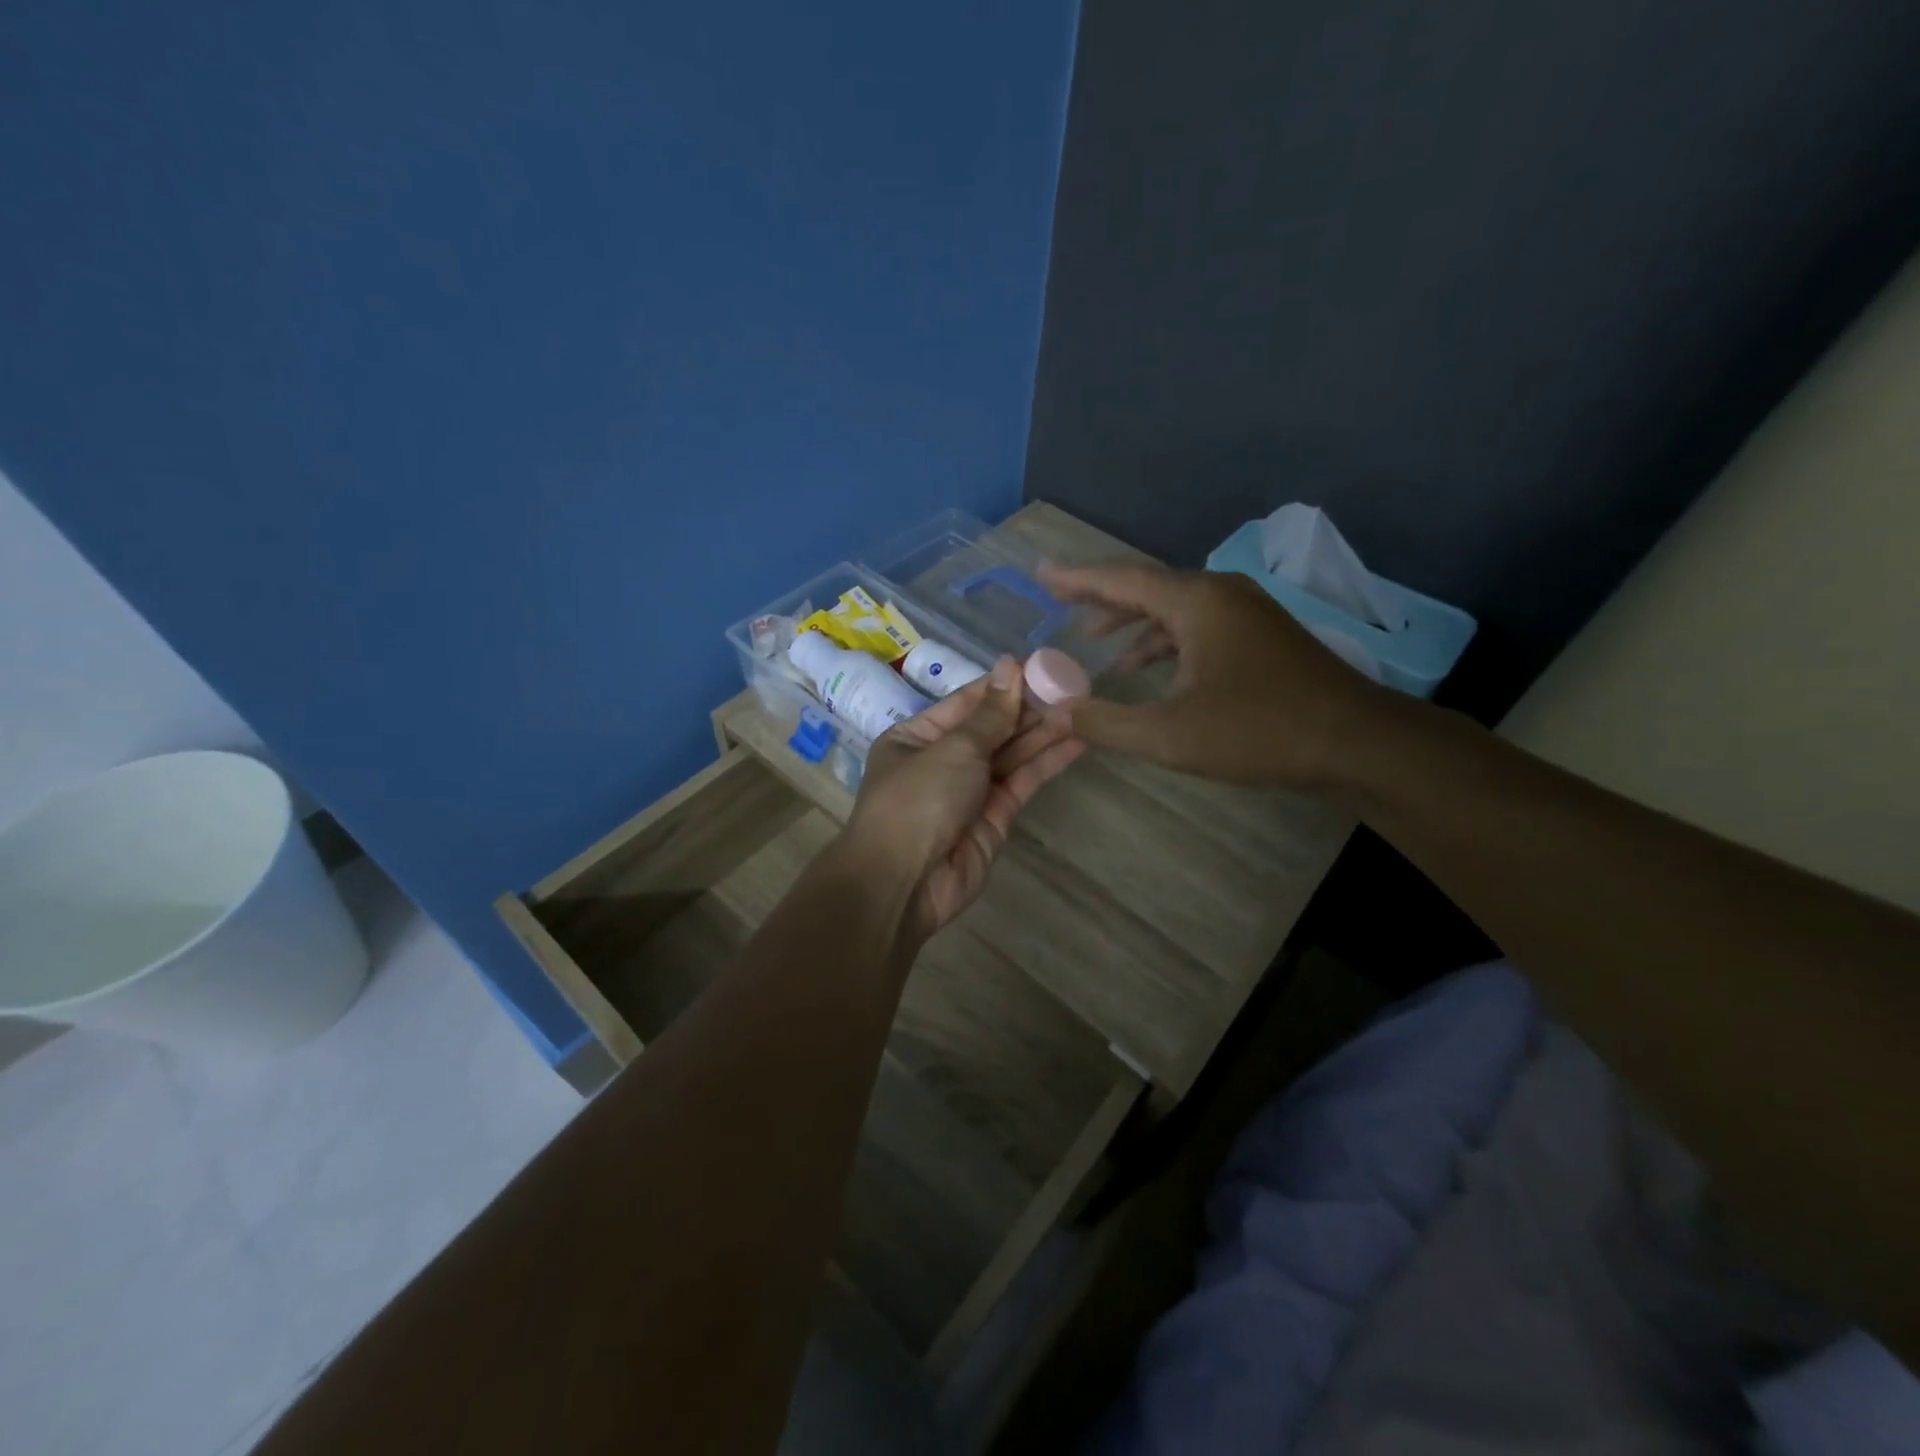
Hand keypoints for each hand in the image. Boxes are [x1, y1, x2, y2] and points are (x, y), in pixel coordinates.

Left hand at [846, 657, 1083, 938]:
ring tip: (1082, 709)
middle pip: (992, 728)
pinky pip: (1022, 782)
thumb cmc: (918, 801)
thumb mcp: (952, 749)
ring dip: (1044, 733)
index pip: (966, 703)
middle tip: (1071, 687)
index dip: (1002, 685)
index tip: (1039, 666)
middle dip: (1028, 709)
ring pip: (1011, 754)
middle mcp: (942, 761)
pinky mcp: (994, 817)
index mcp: (916, 737)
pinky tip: (1076, 743)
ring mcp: (969, 791)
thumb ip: (990, 714)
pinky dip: (1047, 763)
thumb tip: (1010, 665)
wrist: (905, 883)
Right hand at [1036, 561, 1395, 787]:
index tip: (1041, 573)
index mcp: (1196, 602)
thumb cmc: (1259, 732)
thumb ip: (1105, 723)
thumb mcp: (1170, 736)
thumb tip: (1054, 710)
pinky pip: (1198, 623)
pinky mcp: (1262, 634)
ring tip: (1095, 640)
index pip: (1121, 579)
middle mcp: (1221, 593)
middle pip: (1147, 585)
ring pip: (1174, 605)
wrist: (1358, 742)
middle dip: (1101, 596)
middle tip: (1060, 600)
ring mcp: (1246, 611)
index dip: (1076, 578)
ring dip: (1132, 621)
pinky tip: (1150, 667)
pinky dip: (1165, 638)